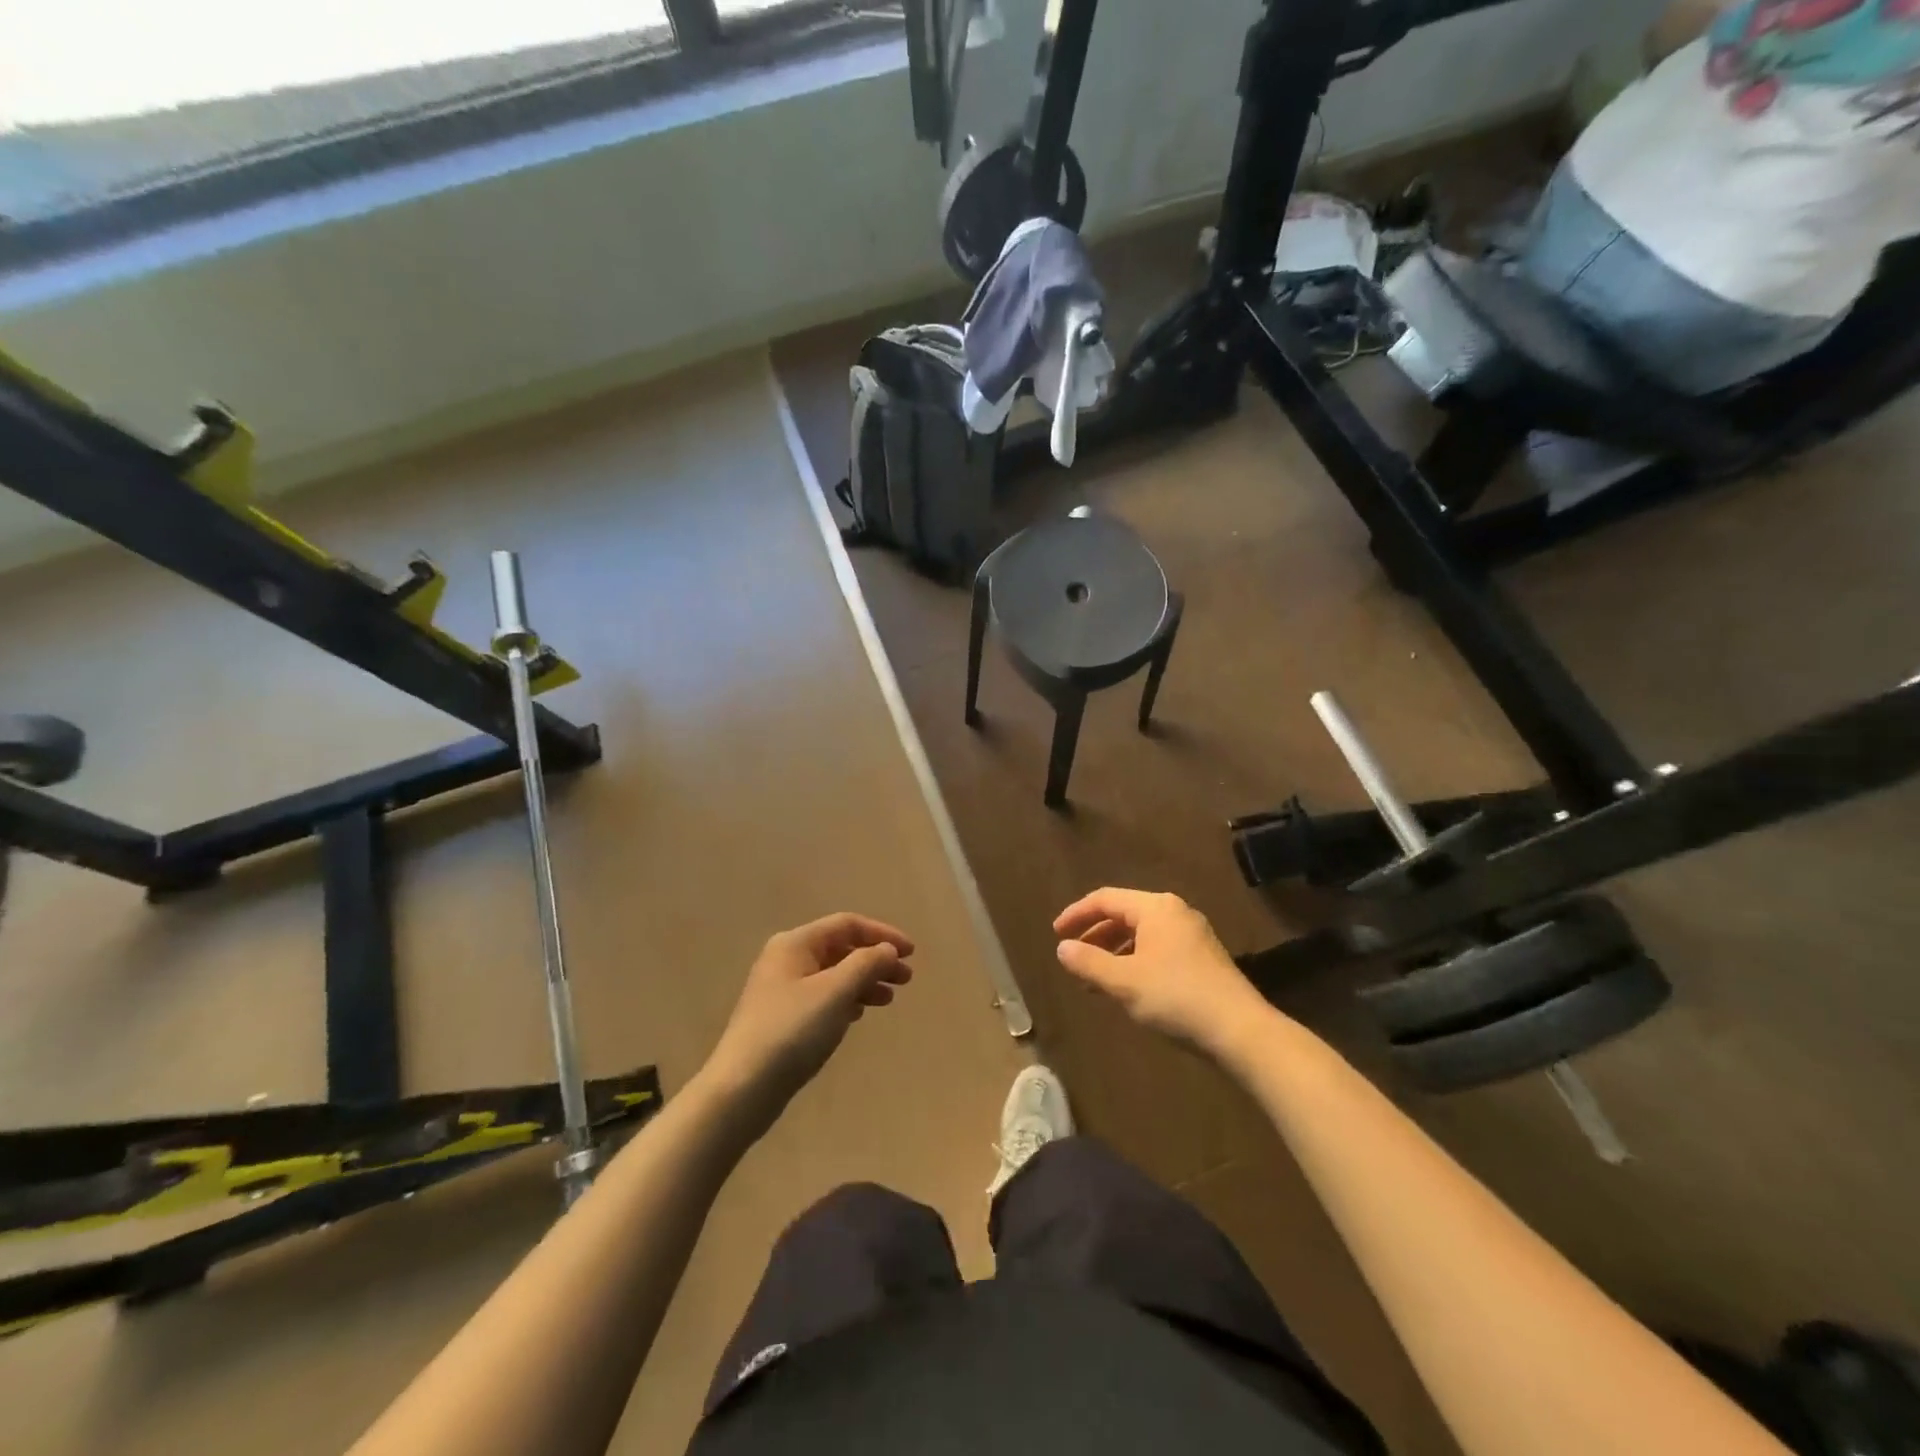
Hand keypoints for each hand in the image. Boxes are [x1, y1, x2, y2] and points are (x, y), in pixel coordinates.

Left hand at [703, 913, 915, 1131]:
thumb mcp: (836, 992)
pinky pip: (823, 997)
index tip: (912, 953)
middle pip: (840, 948)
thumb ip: (866, 964)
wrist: (742, 1088)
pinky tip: (859, 1014)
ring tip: (888, 1000)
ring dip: (864, 981)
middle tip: (906, 980)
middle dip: (875, 960)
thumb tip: (888, 949)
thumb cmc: (792, 1031)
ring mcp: (781, 989)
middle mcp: (786, 959)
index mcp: (795, 943)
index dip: (882, 934)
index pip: (847, 924)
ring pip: (833, 974)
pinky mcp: (782, 1017)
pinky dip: (846, 999)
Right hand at [1053, 889, 1271, 1057]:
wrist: (1241, 1030)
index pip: (1105, 898)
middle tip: (1072, 956)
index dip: (1076, 914)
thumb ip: (1088, 962)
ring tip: (1094, 978)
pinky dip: (1134, 961)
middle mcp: (1175, 912)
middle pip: (1124, 914)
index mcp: (1155, 908)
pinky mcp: (1202, 958)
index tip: (1055, 934)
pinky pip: (1157, 948)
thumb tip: (1062, 948)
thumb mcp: (1124, 981)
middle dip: (1095, 935)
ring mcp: (1192, 935)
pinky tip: (1127, 987)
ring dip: (1113, 951)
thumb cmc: (1176, 997)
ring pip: (1141, 934)